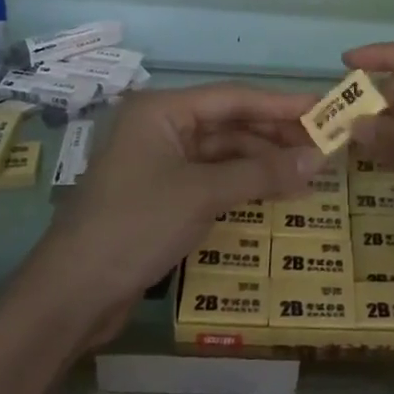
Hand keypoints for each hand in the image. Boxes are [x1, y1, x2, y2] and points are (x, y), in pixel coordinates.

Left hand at [38, 82, 322, 307]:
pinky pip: (211, 178)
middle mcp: (160, 127)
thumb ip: (262, 173)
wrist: (71, 296)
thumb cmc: (135, 225)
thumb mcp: (203, 194)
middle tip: (323, 144)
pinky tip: (275, 192)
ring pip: (222, 153)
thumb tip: (320, 159)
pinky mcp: (161, 195)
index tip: (322, 106)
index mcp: (161, 110)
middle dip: (274, 135)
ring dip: (262, 162)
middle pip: (228, 123)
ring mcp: (159, 162)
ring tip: (308, 172)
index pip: (232, 98)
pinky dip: (242, 184)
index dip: (280, 103)